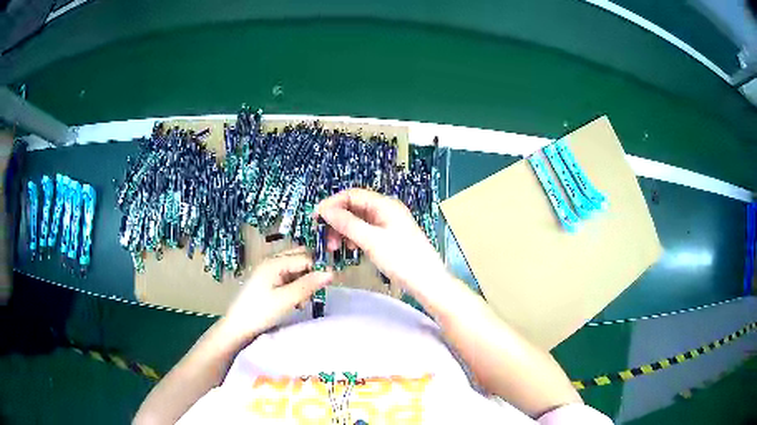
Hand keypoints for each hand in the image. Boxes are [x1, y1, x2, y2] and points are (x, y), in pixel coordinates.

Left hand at [222, 247, 332, 342]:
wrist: (237, 327)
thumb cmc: (260, 312)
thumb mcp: (286, 300)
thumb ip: (308, 285)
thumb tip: (331, 272)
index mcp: (275, 262)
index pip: (305, 257)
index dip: (318, 269)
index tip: (327, 286)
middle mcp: (271, 262)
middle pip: (299, 259)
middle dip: (311, 273)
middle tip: (314, 292)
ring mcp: (268, 271)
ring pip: (294, 269)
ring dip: (303, 282)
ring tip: (302, 301)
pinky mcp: (267, 281)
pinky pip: (287, 277)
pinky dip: (294, 287)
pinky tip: (294, 302)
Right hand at [316, 189, 448, 296]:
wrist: (427, 282)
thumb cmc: (401, 259)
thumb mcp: (371, 241)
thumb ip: (347, 223)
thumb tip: (324, 210)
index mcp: (385, 205)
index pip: (352, 195)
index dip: (332, 204)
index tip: (315, 219)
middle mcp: (386, 210)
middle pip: (354, 207)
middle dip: (337, 221)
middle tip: (327, 240)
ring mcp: (388, 224)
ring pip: (359, 221)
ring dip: (344, 231)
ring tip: (337, 248)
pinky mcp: (389, 237)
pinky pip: (366, 232)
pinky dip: (354, 238)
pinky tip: (351, 249)